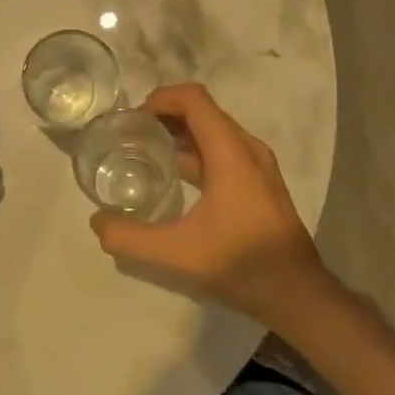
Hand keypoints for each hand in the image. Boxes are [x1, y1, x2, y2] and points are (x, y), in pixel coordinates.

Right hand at [91, 83, 336, 330]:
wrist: (297, 295)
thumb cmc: (240, 264)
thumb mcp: (177, 253)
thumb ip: (130, 237)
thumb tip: (96, 222)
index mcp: (231, 153)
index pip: (194, 100)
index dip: (160, 99)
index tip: (133, 119)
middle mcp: (247, 150)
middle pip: (203, 112)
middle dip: (165, 115)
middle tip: (132, 135)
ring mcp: (258, 167)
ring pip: (214, 132)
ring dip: (181, 134)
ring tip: (148, 152)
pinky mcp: (261, 184)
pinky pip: (224, 151)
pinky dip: (197, 152)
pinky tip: (176, 178)